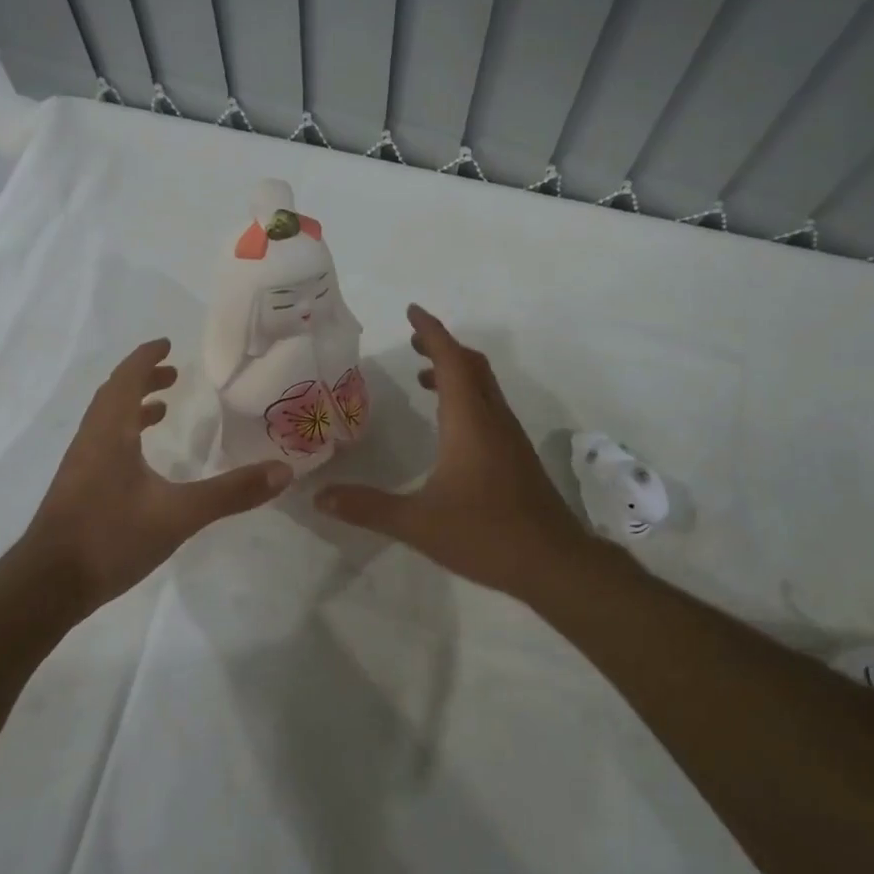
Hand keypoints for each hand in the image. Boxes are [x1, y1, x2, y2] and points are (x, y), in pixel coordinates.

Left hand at [24, 339, 291, 609]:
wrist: (48, 586)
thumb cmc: (110, 537)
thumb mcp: (179, 515)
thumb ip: (230, 493)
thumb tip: (282, 471)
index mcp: (111, 432)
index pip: (126, 379)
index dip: (146, 358)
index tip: (167, 344)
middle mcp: (91, 439)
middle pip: (114, 395)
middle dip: (142, 379)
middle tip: (173, 375)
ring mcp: (80, 466)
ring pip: (106, 421)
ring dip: (132, 407)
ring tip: (162, 409)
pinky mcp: (77, 490)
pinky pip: (102, 444)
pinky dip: (124, 435)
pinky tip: (141, 463)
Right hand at [314, 305, 591, 599]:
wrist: (553, 562)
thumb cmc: (485, 533)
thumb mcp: (418, 522)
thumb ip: (368, 507)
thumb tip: (320, 497)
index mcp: (469, 420)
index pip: (451, 360)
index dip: (431, 332)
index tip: (412, 311)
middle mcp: (492, 418)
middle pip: (471, 365)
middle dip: (442, 346)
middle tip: (412, 340)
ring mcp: (509, 436)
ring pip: (484, 386)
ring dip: (456, 371)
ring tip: (424, 376)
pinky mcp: (516, 455)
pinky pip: (489, 407)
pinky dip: (466, 397)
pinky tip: (450, 426)